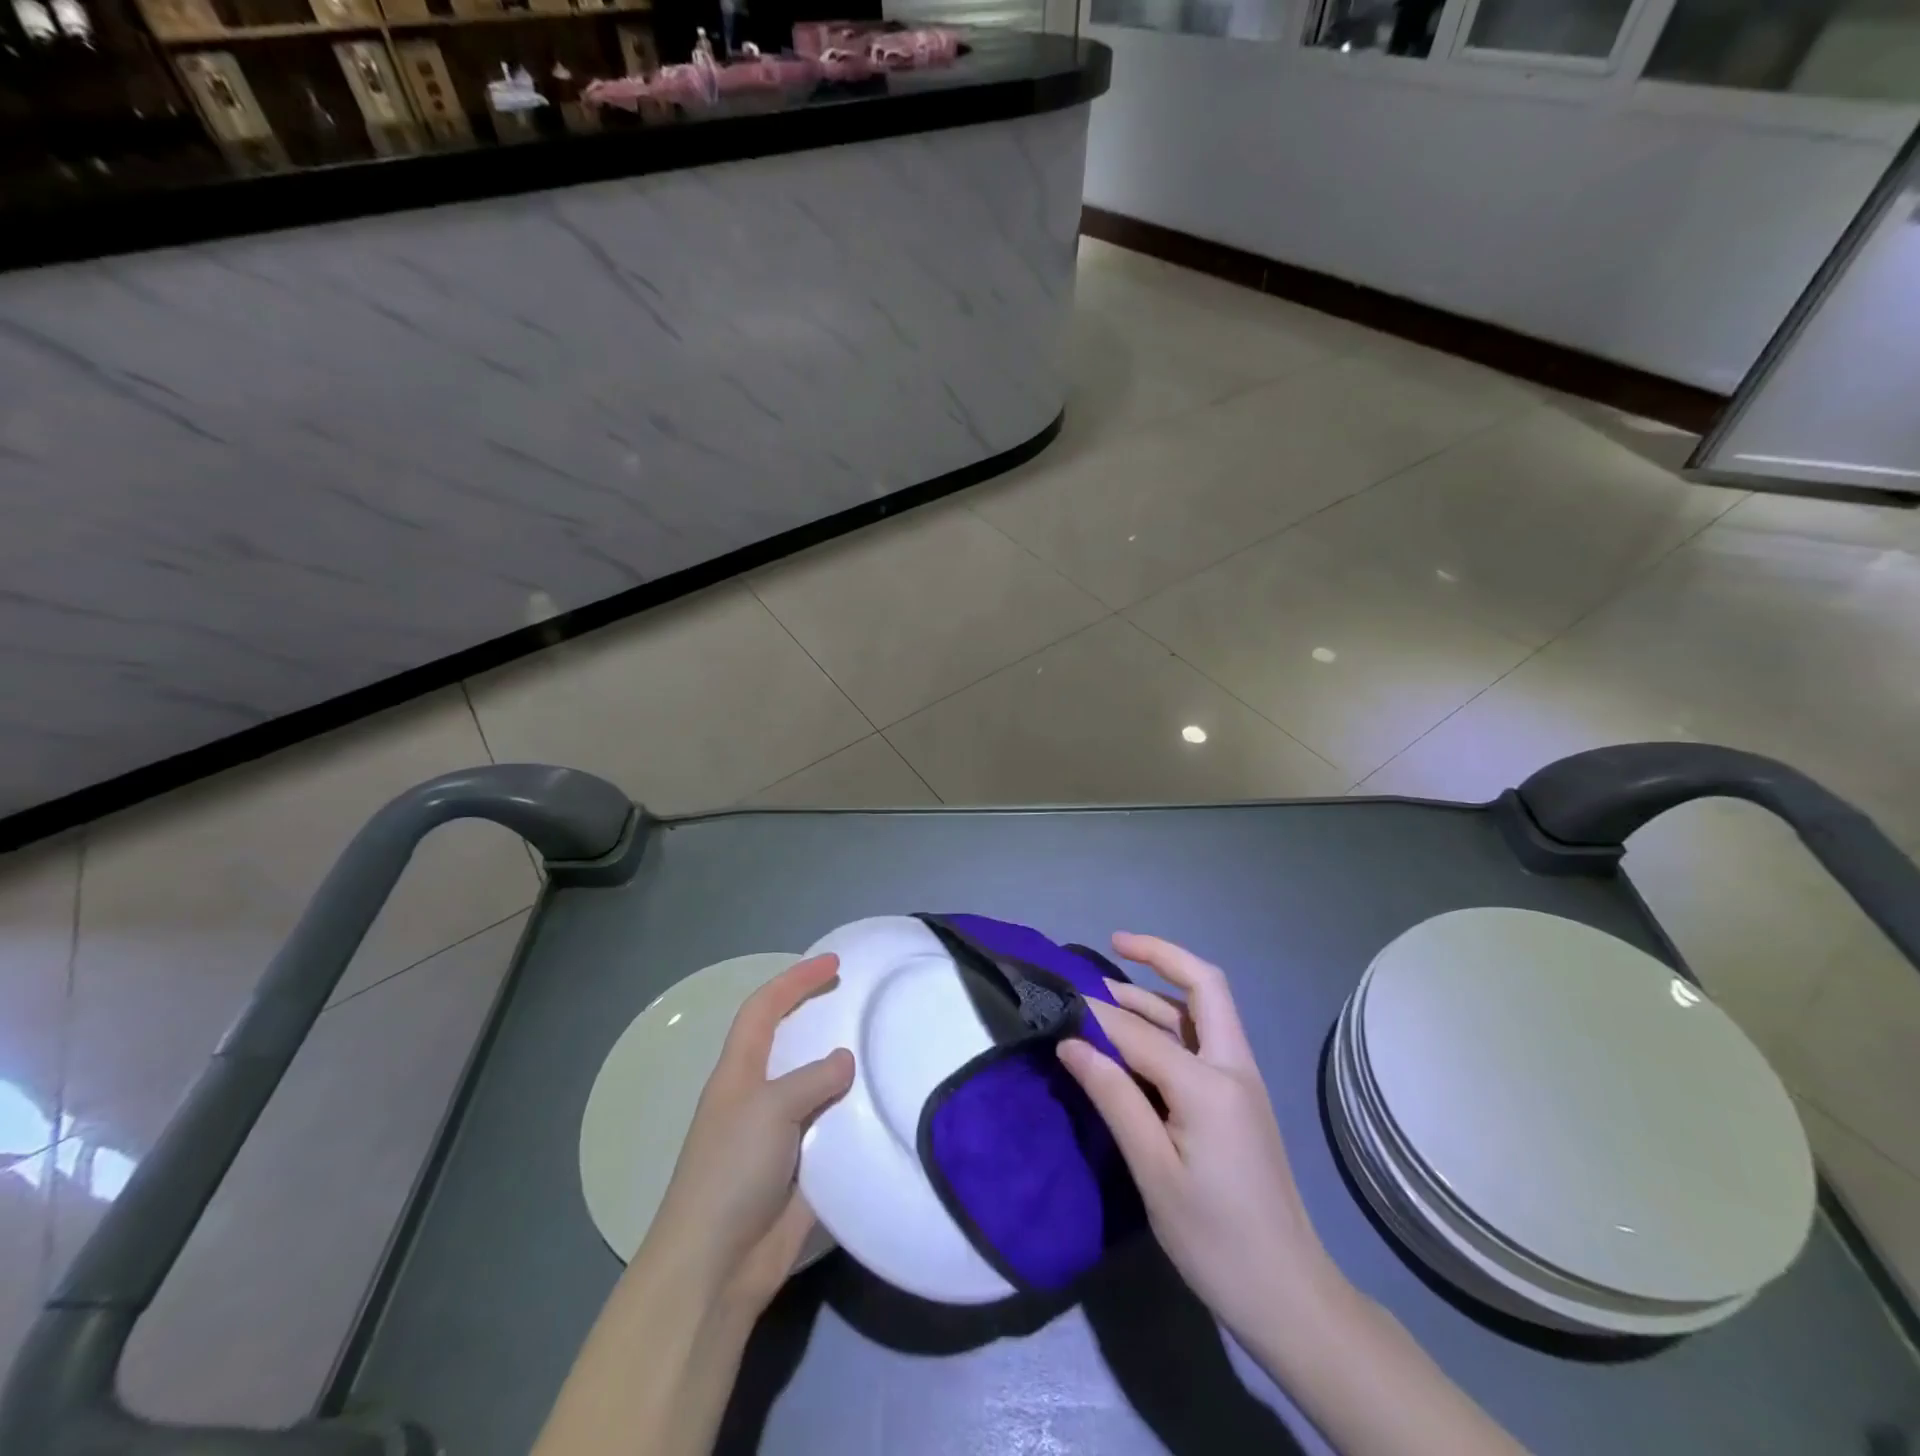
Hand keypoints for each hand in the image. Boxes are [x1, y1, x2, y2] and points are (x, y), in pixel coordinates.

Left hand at [641, 953, 854, 1317]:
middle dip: (821, 1017)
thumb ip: (812, 1078)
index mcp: (739, 1072)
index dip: (795, 980)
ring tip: (884, 1049)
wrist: (717, 1266)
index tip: (834, 963)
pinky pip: (834, 1128)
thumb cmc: (731, 1172)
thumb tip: (846, 1060)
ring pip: (817, 1085)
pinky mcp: (802, 1167)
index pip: (764, 1008)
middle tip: (863, 1002)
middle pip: (791, 1041)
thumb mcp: (770, 1109)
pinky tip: (886, 1106)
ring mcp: (779, 1133)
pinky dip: (856, 1115)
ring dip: (845, 1068)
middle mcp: (758, 1095)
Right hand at [1056, 933, 1332, 1343]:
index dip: (1096, 1017)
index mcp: (1210, 1084)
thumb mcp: (1154, 1172)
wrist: (1291, 1296)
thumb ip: (1114, 1096)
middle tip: (1113, 943)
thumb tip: (1070, 1042)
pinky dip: (1170, 1021)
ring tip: (1109, 987)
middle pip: (1204, 986)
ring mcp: (1241, 1081)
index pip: (1140, 1032)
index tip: (1057, 1006)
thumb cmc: (1216, 1240)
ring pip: (1203, 1011)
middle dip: (1160, 956)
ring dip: (1159, 991)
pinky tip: (1138, 1035)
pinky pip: (1203, 1040)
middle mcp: (1232, 1067)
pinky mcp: (1239, 1100)